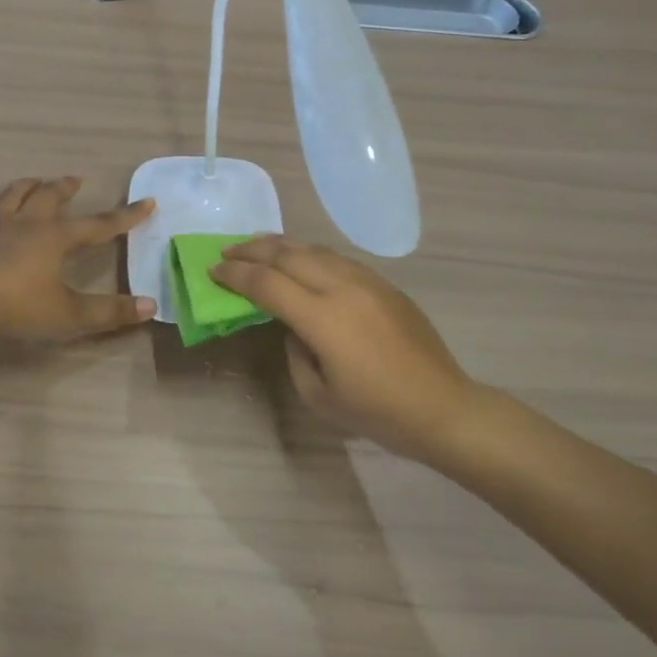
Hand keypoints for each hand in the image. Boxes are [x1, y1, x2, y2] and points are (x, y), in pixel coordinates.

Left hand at [0, 176, 155, 341]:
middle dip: (67, 188)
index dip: (125, 215)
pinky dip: (2, 203)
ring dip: (30, 186)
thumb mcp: (69, 312)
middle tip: (77, 179)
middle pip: (51, 196)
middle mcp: (29, 223)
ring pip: (17, 194)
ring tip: (36, 181)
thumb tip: (151, 306)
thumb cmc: (20, 305)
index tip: (147, 201)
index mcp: (56, 237)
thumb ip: (109, 311)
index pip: (98, 224)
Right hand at [212, 237, 491, 463]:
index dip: (235, 275)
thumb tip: (294, 325)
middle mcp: (342, 288)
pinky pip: (337, 258)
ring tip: (257, 246)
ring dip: (280, 245)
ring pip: (313, 249)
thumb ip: (295, 352)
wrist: (442, 407)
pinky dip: (309, 254)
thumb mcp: (318, 395)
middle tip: (227, 251)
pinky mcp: (384, 284)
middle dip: (252, 250)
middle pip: (287, 254)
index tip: (213, 270)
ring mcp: (366, 281)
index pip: (266, 283)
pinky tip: (299, 260)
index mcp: (323, 318)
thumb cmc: (377, 412)